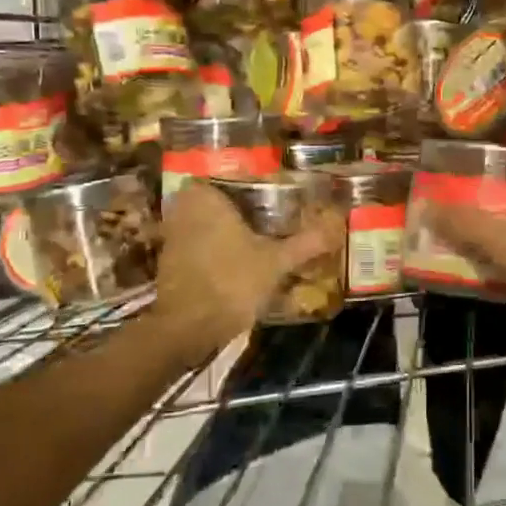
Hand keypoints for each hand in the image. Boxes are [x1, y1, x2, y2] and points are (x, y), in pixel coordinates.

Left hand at [149, 183, 340, 363]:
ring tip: (257, 239)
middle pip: (215, 200)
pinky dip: (212, 251)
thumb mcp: (276, 261)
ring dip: (224, 230)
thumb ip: (305, 242)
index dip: (247, 183)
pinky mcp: (169, 264)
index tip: (271, 193)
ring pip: (203, 224)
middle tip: (268, 216)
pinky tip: (236, 262)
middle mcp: (183, 210)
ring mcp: (172, 238)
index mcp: (205, 198)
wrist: (186, 329)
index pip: (225, 175)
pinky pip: (195, 246)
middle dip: (237, 208)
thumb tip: (336, 225)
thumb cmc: (231, 281)